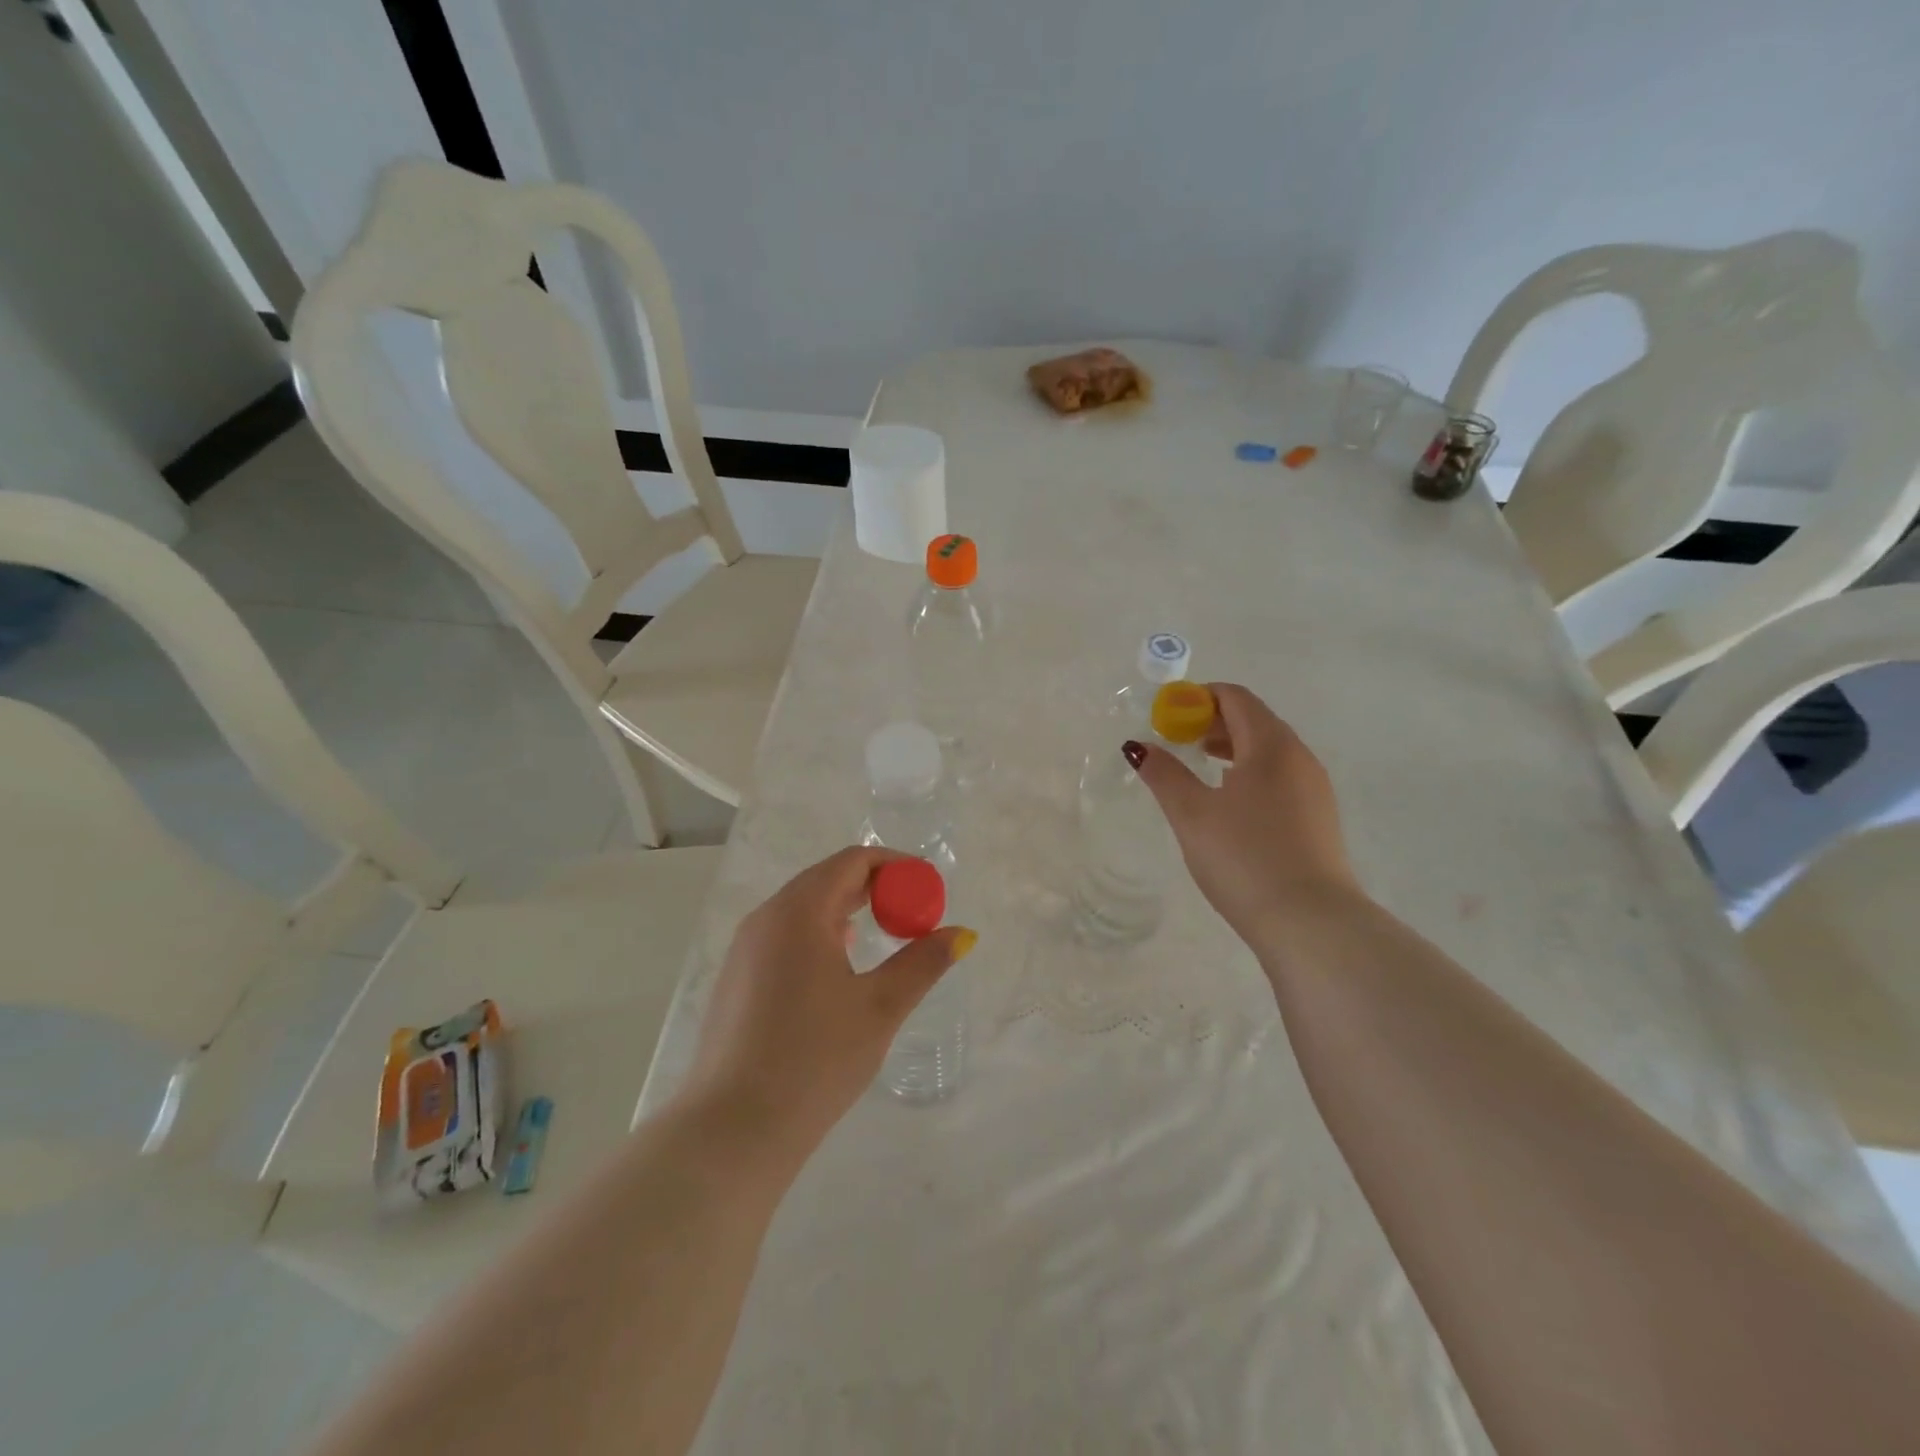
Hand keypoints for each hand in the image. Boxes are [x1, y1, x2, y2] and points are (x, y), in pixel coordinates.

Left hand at [680, 847, 975, 1154]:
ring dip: (846, 910)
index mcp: (799, 912)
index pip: (852, 861)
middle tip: (912, 914)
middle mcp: (766, 917)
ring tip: (882, 936)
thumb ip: (923, 963)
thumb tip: (962, 933)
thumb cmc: (815, 1060)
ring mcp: (745, 948)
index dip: (895, 867)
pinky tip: (838, 967)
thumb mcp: (880, 1007)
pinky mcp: (737, 977)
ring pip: (803, 907)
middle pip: (827, 879)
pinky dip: (820, 933)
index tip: (928, 889)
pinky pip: (784, 934)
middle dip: (874, 887)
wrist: (733, 1130)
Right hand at [1127, 682, 1361, 952]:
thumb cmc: (1244, 857)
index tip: (1167, 717)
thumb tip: (1138, 746)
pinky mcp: (1319, 817)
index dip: (1198, 698)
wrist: (1310, 922)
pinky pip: (1281, 776)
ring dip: (1232, 748)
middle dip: (1212, 722)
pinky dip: (1251, 772)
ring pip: (1269, 750)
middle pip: (1254, 720)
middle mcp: (1299, 757)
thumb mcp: (1192, 814)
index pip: (1235, 698)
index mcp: (1271, 745)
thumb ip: (1164, 774)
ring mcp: (1315, 788)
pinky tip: (1230, 803)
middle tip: (1177, 741)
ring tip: (1199, 769)